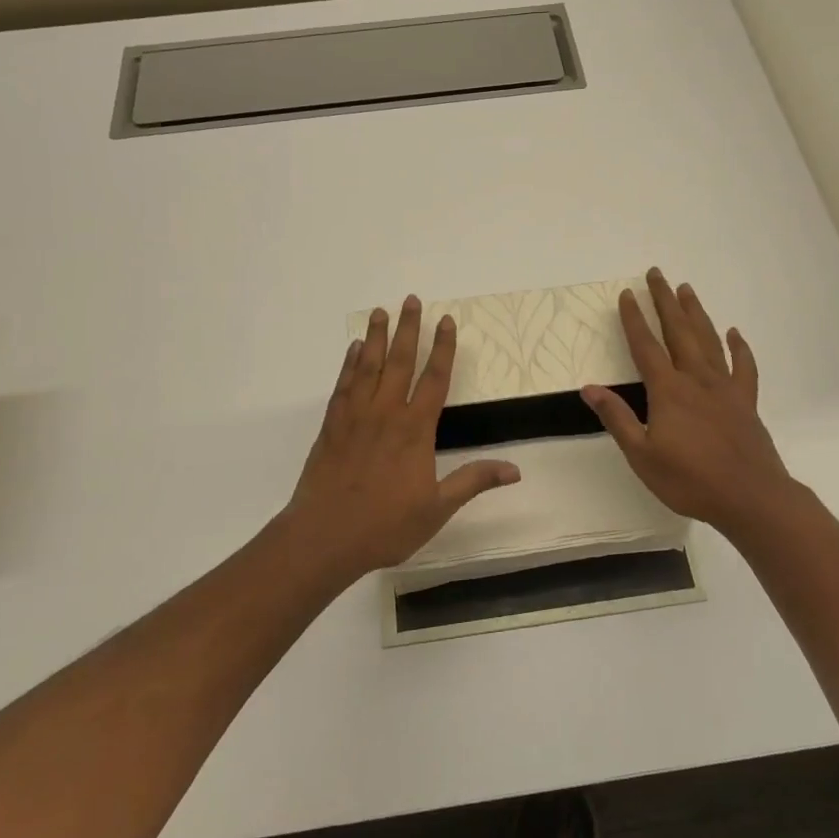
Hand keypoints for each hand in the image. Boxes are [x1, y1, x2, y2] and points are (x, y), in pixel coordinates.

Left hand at [283, 295, 519, 580]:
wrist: (323, 537)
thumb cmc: (385, 525)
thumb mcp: (437, 509)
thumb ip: (473, 482)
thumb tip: (515, 470)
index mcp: (415, 430)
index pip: (435, 379)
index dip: (443, 348)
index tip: (446, 320)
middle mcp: (386, 413)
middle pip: (400, 361)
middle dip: (408, 329)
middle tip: (411, 299)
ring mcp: (355, 416)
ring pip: (369, 366)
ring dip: (377, 337)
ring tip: (380, 311)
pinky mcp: (331, 426)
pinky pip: (343, 385)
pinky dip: (350, 364)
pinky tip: (354, 349)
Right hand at [583, 269, 802, 538]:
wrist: (751, 497)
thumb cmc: (690, 480)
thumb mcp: (642, 455)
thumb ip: (617, 418)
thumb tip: (589, 388)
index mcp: (668, 390)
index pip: (646, 346)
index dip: (634, 319)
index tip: (626, 294)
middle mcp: (696, 379)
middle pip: (678, 331)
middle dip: (665, 301)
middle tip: (657, 274)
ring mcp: (725, 387)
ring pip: (709, 340)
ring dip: (696, 313)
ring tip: (687, 289)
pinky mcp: (746, 401)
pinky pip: (743, 366)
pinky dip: (739, 347)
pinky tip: (734, 333)